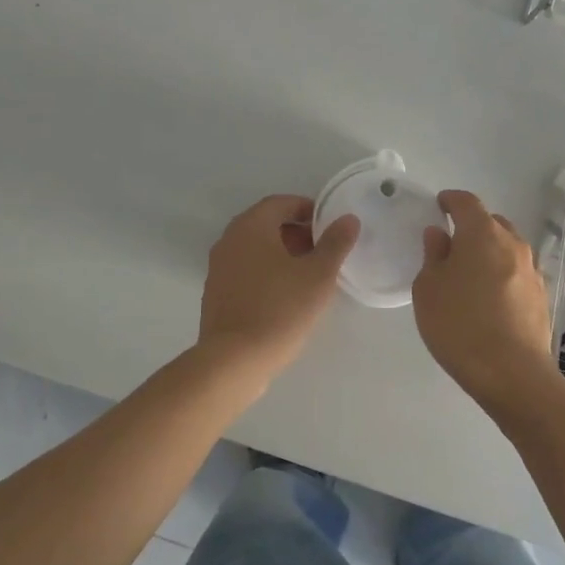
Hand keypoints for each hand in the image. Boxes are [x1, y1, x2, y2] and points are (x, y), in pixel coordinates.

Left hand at [198, 194, 358, 385]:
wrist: (233, 361)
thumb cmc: (279, 309)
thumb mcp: (318, 275)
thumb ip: (335, 243)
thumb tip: (348, 219)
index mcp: (251, 226)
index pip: (280, 203)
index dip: (307, 209)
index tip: (328, 225)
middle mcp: (229, 240)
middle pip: (266, 224)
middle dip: (296, 233)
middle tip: (323, 250)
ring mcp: (218, 268)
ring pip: (256, 249)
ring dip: (282, 254)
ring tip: (309, 275)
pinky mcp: (216, 294)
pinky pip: (246, 270)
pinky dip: (267, 272)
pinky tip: (286, 296)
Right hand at [412, 190, 560, 420]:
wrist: (513, 375)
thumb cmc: (460, 325)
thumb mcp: (428, 288)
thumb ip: (433, 255)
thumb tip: (439, 234)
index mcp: (482, 233)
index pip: (466, 202)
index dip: (450, 200)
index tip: (439, 204)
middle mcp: (512, 244)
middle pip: (491, 222)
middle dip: (471, 226)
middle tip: (451, 244)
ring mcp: (532, 270)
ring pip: (507, 248)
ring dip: (489, 252)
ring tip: (470, 274)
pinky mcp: (541, 297)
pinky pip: (517, 273)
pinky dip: (502, 275)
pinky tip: (489, 298)